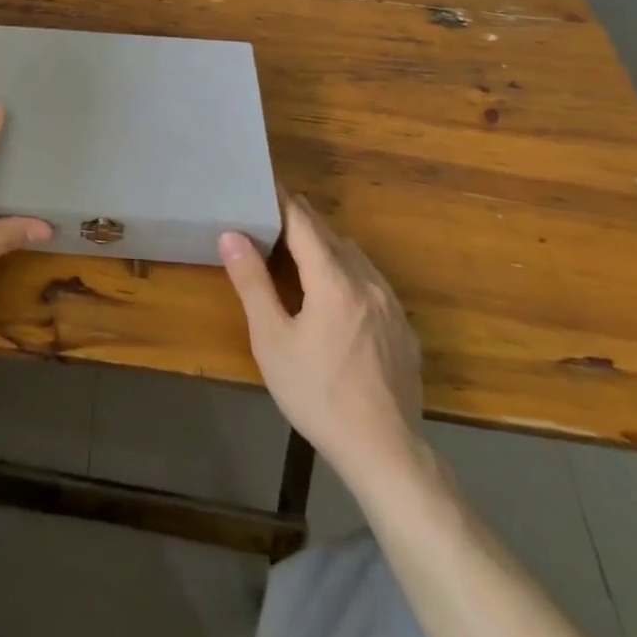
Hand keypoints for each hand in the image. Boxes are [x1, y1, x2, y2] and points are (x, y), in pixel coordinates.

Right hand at [218, 195, 427, 485]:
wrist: (385, 451)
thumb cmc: (317, 393)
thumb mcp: (272, 340)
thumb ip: (252, 283)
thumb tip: (232, 235)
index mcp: (334, 280)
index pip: (305, 223)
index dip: (283, 202)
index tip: (265, 185)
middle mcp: (368, 282)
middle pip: (332, 236)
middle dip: (302, 221)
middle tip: (272, 215)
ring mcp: (391, 305)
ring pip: (355, 257)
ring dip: (326, 245)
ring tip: (299, 250)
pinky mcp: (404, 329)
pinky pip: (372, 282)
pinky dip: (348, 271)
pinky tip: (335, 293)